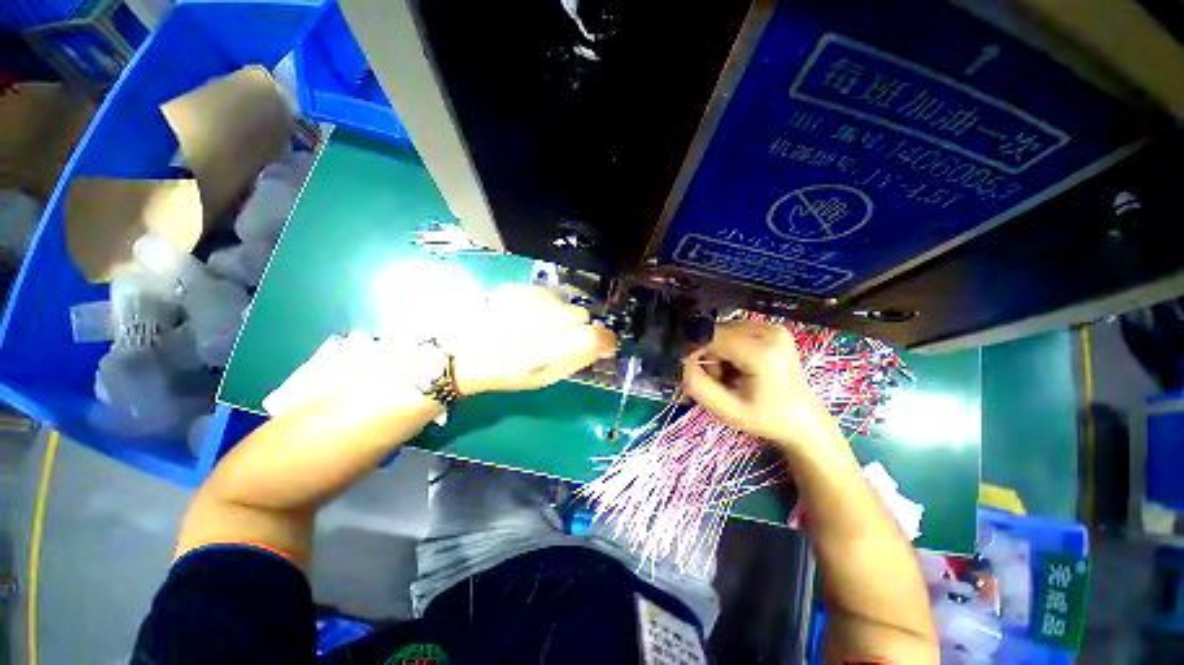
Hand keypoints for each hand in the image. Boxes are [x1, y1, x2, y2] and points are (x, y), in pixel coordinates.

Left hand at [444, 285, 616, 394]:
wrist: (464, 353)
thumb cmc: (507, 373)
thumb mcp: (545, 378)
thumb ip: (577, 360)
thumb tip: (603, 345)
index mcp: (544, 353)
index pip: (591, 336)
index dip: (605, 338)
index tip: (604, 343)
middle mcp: (537, 323)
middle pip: (581, 314)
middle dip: (578, 326)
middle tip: (561, 338)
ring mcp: (526, 302)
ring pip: (565, 302)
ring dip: (562, 315)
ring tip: (541, 327)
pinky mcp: (518, 289)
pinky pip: (549, 294)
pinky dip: (548, 305)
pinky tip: (530, 316)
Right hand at [682, 321, 833, 450]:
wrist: (801, 420)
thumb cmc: (765, 418)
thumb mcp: (726, 410)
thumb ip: (697, 385)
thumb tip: (681, 361)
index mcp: (762, 352)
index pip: (711, 337)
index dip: (693, 351)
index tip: (688, 370)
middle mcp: (770, 332)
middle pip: (717, 333)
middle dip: (708, 355)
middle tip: (718, 380)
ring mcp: (774, 328)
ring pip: (723, 332)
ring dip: (718, 352)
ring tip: (730, 376)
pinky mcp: (773, 329)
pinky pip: (735, 332)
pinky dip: (729, 348)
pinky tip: (740, 367)